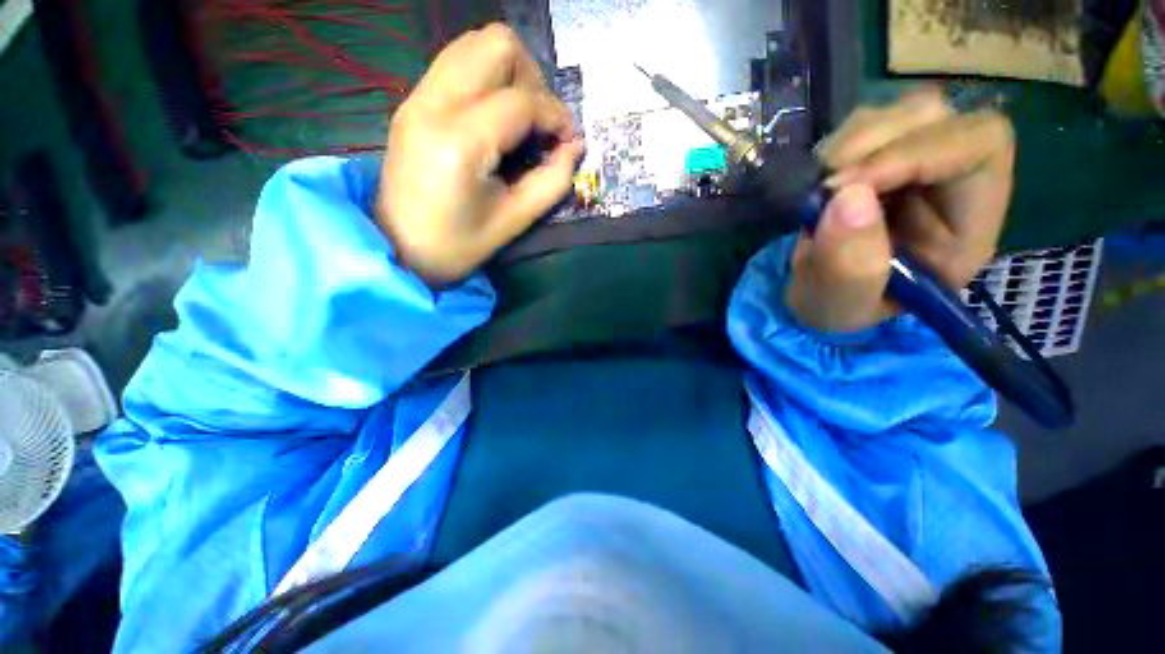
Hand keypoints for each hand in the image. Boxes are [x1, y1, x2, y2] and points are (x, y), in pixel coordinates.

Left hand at [376, 24, 584, 284]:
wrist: (399, 248)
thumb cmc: (458, 245)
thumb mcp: (515, 220)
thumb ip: (552, 181)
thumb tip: (574, 147)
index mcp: (461, 142)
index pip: (522, 101)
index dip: (557, 116)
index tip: (569, 141)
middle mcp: (434, 103)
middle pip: (497, 44)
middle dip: (533, 80)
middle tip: (540, 124)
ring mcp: (418, 97)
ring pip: (475, 45)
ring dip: (510, 74)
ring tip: (521, 119)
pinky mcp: (412, 101)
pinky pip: (457, 64)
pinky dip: (487, 81)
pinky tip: (495, 119)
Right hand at [786, 89, 1015, 332]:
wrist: (818, 295)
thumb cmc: (841, 306)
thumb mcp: (845, 302)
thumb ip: (851, 265)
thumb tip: (847, 196)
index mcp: (968, 224)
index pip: (981, 146)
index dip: (918, 151)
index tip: (849, 187)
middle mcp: (952, 182)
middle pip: (939, 116)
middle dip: (875, 144)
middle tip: (826, 187)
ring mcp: (916, 164)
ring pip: (900, 112)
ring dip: (850, 144)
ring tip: (820, 190)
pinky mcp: (881, 158)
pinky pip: (865, 124)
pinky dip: (835, 147)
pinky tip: (821, 183)